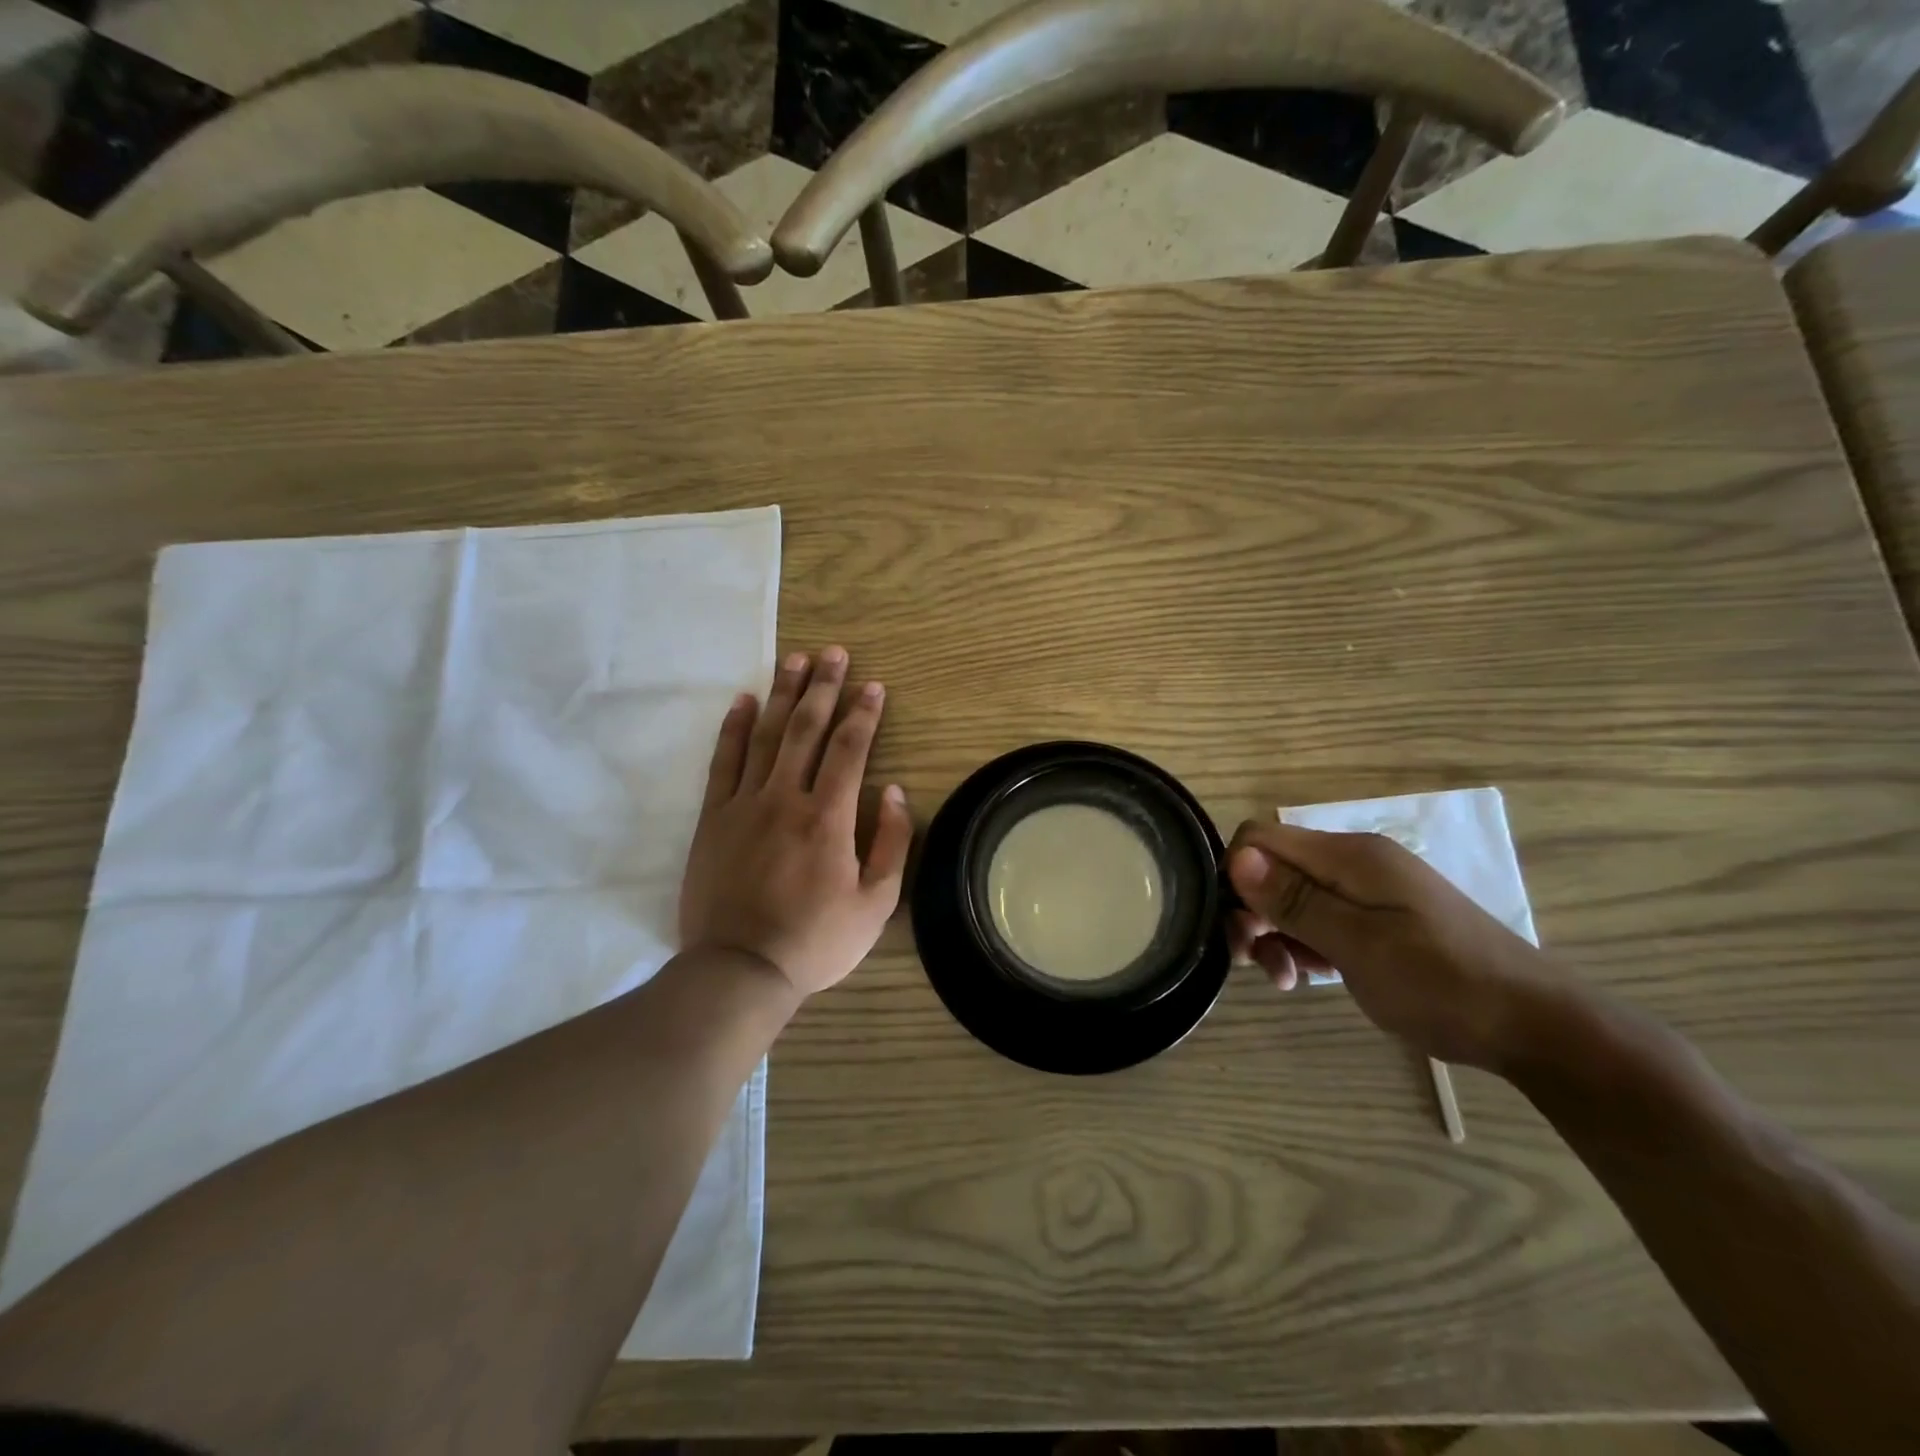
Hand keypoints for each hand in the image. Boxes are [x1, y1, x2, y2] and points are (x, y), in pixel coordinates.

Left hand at [679, 646, 911, 997]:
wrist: (740, 969)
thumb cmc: (815, 940)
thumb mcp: (876, 904)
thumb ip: (891, 843)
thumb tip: (892, 791)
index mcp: (829, 818)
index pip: (850, 749)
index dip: (864, 713)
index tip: (874, 685)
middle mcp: (786, 798)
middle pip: (806, 729)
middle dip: (823, 687)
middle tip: (834, 653)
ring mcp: (745, 804)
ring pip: (766, 735)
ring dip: (782, 694)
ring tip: (795, 659)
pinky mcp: (714, 818)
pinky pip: (724, 762)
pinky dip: (733, 728)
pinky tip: (742, 700)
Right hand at [1225, 821, 1570, 1071]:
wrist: (1534, 1025)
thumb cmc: (1442, 982)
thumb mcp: (1359, 944)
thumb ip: (1296, 900)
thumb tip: (1237, 858)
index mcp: (1349, 855)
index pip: (1261, 837)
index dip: (1236, 874)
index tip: (1241, 927)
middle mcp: (1354, 862)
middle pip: (1274, 868)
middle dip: (1253, 910)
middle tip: (1253, 961)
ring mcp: (1369, 891)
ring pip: (1294, 897)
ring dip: (1276, 934)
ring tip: (1285, 979)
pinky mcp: (1380, 919)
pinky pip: (1322, 919)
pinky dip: (1305, 944)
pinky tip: (1309, 976)